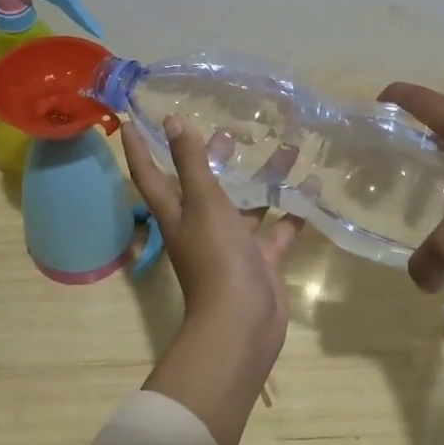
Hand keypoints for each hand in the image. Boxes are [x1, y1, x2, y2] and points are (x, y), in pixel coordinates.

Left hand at [123, 115, 303, 444]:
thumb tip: (172, 121)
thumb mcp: (202, 202)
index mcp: (177, 212)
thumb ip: (190, 162)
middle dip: (213, 158)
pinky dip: (293, 210)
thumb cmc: (215, 257)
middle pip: (203, 185)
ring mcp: (232, 243)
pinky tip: (312, 186)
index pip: (149, 174)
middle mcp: (201, 225)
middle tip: (230, 130)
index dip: (138, 149)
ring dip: (263, 179)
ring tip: (287, 148)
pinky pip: (278, 227)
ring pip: (246, 203)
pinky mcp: (261, 258)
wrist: (242, 323)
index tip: (131, 121)